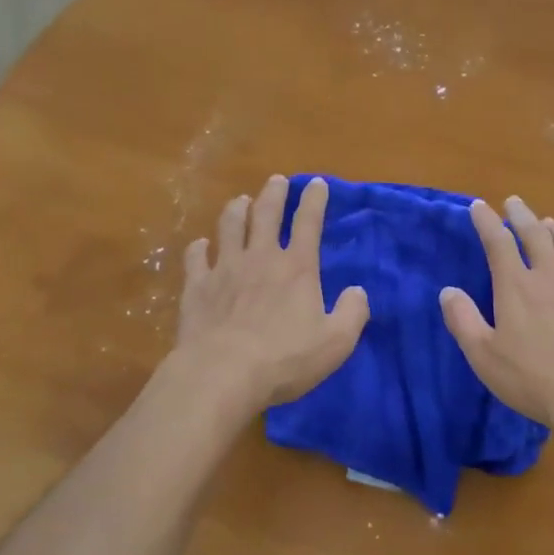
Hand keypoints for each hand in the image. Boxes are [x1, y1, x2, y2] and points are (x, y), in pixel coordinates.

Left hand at [174, 174, 369, 412]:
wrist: (222, 374)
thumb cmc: (284, 359)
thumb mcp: (336, 342)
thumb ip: (352, 313)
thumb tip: (357, 291)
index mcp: (297, 268)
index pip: (309, 222)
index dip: (315, 200)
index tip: (317, 183)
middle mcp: (261, 257)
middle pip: (266, 213)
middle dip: (274, 193)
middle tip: (277, 180)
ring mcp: (225, 268)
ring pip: (230, 226)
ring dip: (236, 210)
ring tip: (240, 200)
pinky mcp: (197, 286)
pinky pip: (196, 257)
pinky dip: (198, 248)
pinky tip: (200, 245)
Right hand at [440, 195, 553, 432]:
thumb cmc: (532, 380)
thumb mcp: (483, 356)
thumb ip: (463, 321)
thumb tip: (448, 291)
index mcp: (517, 287)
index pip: (498, 243)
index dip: (487, 221)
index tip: (479, 206)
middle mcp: (551, 278)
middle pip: (536, 236)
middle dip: (522, 216)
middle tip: (514, 202)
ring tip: (549, 222)